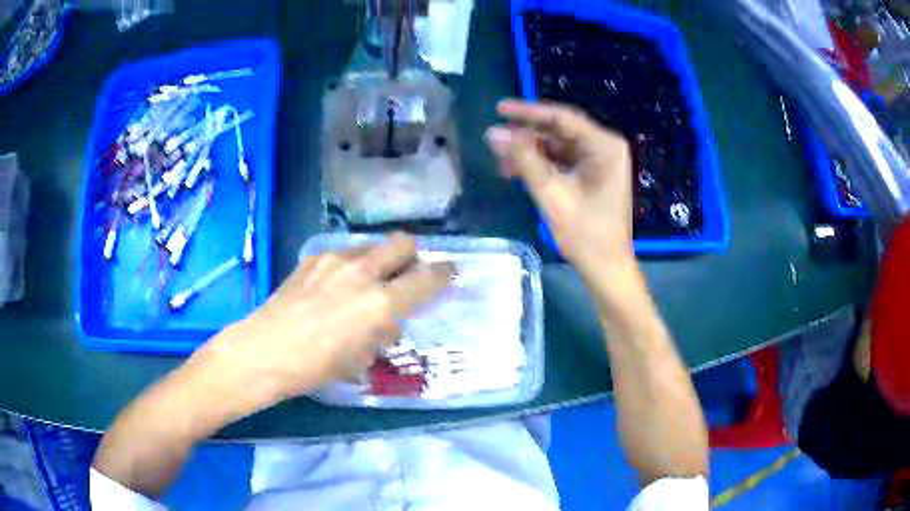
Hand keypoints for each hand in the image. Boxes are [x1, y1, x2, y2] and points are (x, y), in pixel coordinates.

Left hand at [198, 234, 453, 409]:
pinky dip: (351, 265)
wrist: (264, 351)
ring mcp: (336, 259)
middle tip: (407, 273)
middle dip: (413, 255)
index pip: (428, 278)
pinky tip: (335, 286)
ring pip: (372, 246)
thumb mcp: (360, 360)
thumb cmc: (316, 366)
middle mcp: (364, 272)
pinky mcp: (314, 257)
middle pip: (403, 242)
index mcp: (381, 303)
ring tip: (366, 283)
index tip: (448, 274)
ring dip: (379, 260)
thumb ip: (382, 335)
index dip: (444, 274)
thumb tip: (389, 324)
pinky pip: (344, 253)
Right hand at [485, 100, 633, 277]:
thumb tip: (496, 133)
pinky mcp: (592, 176)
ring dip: (529, 152)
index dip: (528, 112)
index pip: (562, 118)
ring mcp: (599, 162)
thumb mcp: (552, 194)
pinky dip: (540, 165)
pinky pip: (562, 162)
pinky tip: (516, 171)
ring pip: (557, 146)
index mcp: (604, 146)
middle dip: (526, 136)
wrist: (606, 269)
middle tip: (493, 139)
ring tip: (500, 159)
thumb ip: (526, 159)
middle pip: (559, 131)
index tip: (498, 109)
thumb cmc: (585, 234)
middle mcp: (604, 148)